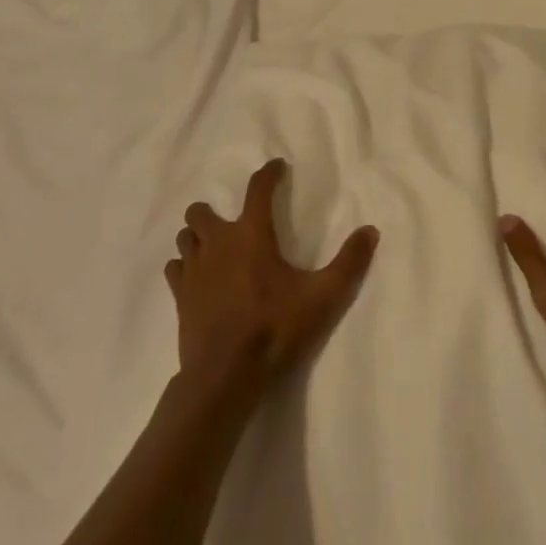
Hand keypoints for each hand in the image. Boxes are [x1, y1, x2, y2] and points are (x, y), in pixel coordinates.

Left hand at [165, 159, 378, 398]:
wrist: (225, 377)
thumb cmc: (275, 329)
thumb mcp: (322, 297)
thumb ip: (349, 263)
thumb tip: (371, 231)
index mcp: (251, 233)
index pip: (258, 188)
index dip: (268, 173)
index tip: (277, 167)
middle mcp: (218, 242)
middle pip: (202, 211)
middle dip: (214, 211)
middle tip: (233, 224)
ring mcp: (194, 270)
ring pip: (185, 237)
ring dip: (197, 237)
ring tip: (213, 248)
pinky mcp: (180, 298)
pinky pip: (175, 269)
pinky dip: (184, 267)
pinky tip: (196, 278)